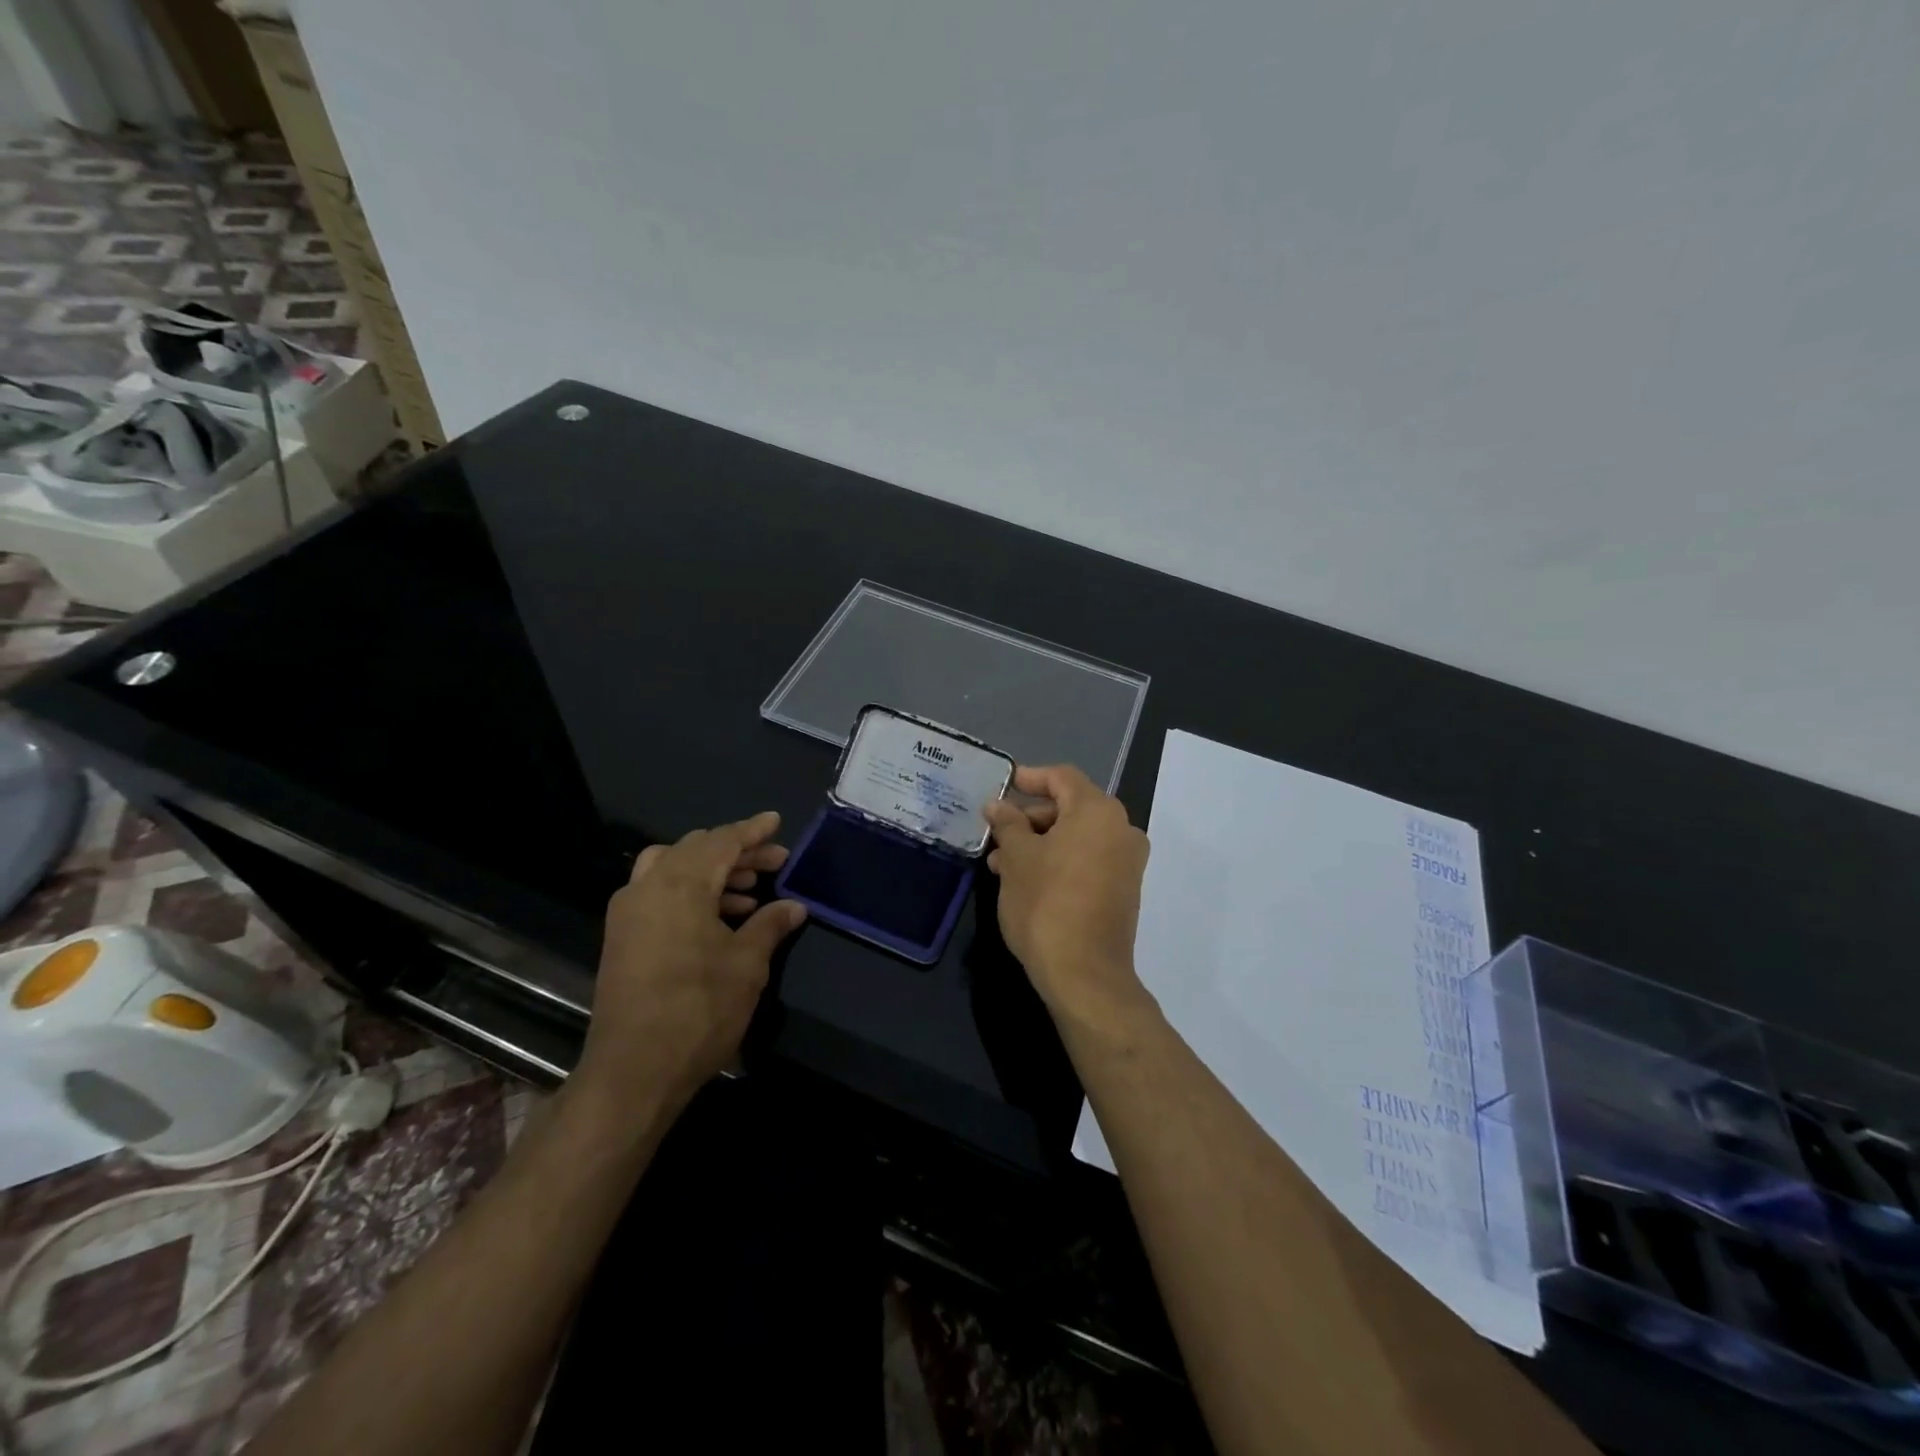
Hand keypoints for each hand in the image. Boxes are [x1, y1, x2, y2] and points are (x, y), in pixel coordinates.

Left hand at [575, 811, 806, 1109]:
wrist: (634, 1070)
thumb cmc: (699, 1009)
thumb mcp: (747, 964)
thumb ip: (771, 925)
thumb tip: (794, 906)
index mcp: (680, 884)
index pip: (722, 841)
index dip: (752, 831)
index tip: (776, 822)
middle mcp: (648, 887)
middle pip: (696, 850)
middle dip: (736, 852)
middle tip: (773, 862)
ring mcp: (629, 912)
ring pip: (673, 868)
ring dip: (713, 872)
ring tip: (751, 891)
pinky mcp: (622, 937)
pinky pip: (658, 893)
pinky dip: (690, 892)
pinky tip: (719, 917)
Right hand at [983, 765, 1153, 1027]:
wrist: (1084, 974)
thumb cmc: (1046, 904)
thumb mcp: (1016, 858)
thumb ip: (1007, 824)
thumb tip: (997, 806)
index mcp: (1098, 812)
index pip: (1062, 778)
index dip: (1031, 777)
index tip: (1004, 784)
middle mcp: (1121, 830)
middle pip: (1071, 807)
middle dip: (1030, 817)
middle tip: (998, 833)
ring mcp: (1126, 862)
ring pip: (1076, 837)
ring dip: (1040, 842)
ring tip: (1001, 863)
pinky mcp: (1123, 890)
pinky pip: (1088, 859)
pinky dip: (1059, 860)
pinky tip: (1026, 880)